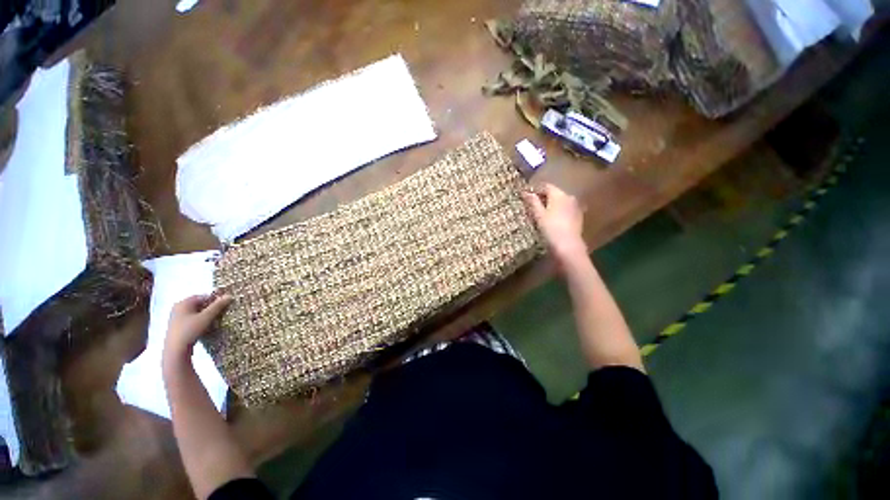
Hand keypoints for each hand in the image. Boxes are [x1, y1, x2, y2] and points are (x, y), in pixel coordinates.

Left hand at [164, 294, 232, 358]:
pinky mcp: (177, 327)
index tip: (224, 306)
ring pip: (196, 313)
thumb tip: (229, 296)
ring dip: (206, 315)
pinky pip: (192, 320)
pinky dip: (200, 321)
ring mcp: (176, 318)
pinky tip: (205, 327)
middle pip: (199, 304)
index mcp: (183, 303)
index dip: (215, 300)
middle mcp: (178, 308)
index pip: (203, 297)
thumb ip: (217, 306)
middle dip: (210, 308)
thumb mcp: (206, 317)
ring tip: (214, 321)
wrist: (175, 350)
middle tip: (221, 313)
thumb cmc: (190, 330)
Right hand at [522, 183, 587, 265]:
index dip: (535, 190)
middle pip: (554, 193)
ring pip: (560, 201)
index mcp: (559, 194)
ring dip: (551, 205)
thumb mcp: (538, 215)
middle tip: (532, 206)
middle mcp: (569, 197)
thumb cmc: (550, 229)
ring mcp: (575, 207)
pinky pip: (565, 209)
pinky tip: (553, 220)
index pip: (546, 186)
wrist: (568, 246)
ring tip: (541, 214)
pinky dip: (558, 211)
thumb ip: (532, 202)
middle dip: (543, 197)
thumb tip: (525, 192)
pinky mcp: (578, 216)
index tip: (526, 197)